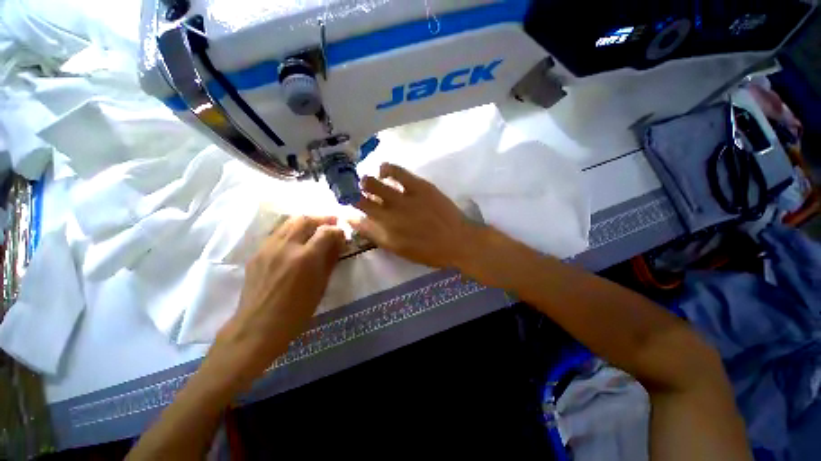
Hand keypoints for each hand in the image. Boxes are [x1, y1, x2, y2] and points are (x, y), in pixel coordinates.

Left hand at [214, 216, 344, 379]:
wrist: (259, 326)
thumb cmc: (297, 311)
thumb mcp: (321, 285)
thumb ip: (330, 259)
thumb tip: (339, 242)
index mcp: (306, 258)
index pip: (326, 231)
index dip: (337, 230)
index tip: (342, 235)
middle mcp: (286, 246)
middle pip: (305, 219)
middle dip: (321, 219)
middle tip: (330, 224)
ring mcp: (268, 248)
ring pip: (288, 222)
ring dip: (305, 222)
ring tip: (314, 229)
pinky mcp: (257, 253)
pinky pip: (277, 234)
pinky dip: (291, 231)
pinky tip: (296, 242)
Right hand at [352, 163, 478, 268]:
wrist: (458, 241)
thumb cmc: (429, 252)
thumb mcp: (400, 250)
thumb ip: (377, 236)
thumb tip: (358, 222)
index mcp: (385, 233)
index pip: (358, 220)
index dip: (349, 211)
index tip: (348, 208)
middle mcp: (389, 215)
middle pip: (361, 199)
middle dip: (353, 194)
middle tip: (355, 192)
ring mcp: (404, 199)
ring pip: (374, 184)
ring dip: (366, 182)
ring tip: (367, 181)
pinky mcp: (419, 186)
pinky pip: (397, 172)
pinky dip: (386, 169)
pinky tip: (384, 170)